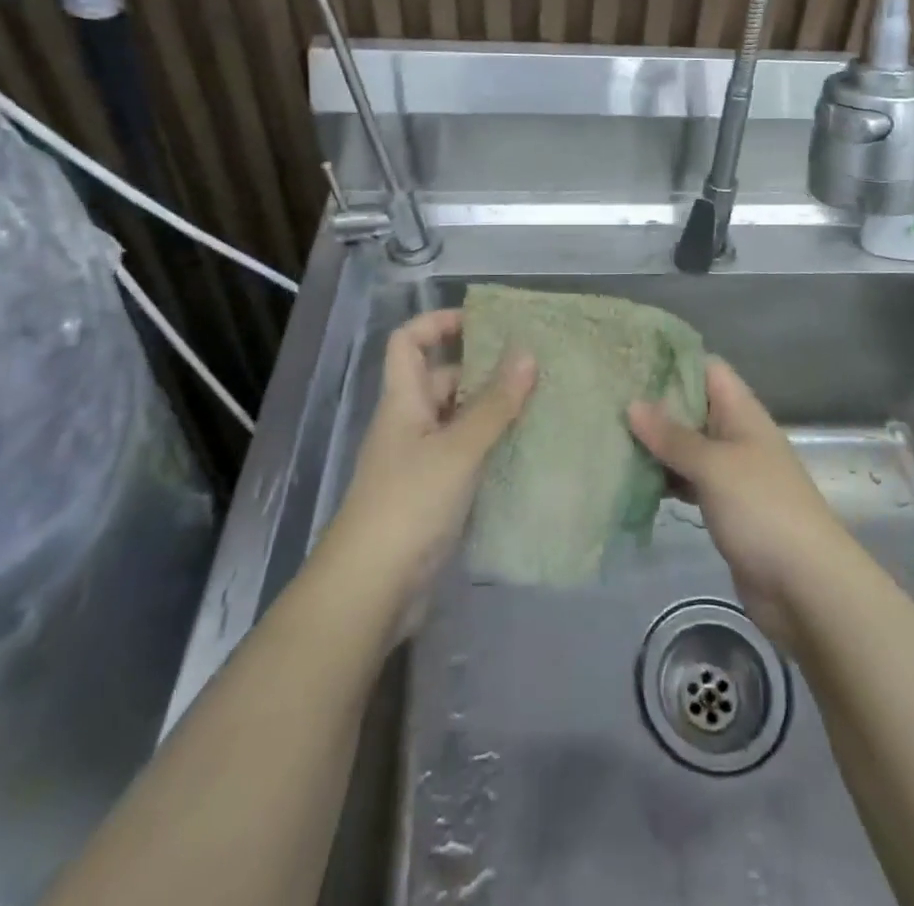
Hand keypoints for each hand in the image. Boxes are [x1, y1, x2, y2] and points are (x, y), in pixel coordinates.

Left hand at [324, 309, 535, 632]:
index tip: (483, 322)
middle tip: (534, 369)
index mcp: (403, 402)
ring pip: (459, 420)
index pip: (408, 343)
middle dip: (483, 371)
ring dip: (493, 412)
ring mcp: (420, 462)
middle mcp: (409, 425)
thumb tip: (527, 353)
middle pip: (442, 380)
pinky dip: (491, 448)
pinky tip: (527, 452)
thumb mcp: (457, 449)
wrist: (370, 591)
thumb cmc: (409, 505)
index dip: (438, 323)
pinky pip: (466, 456)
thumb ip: (494, 404)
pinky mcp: (433, 495)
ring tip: (542, 405)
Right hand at [629, 358, 863, 649]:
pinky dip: (665, 479)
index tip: (630, 360)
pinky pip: (689, 482)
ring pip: (688, 447)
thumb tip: (633, 404)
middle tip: (607, 399)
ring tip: (609, 435)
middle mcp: (737, 436)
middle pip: (694, 407)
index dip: (672, 361)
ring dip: (656, 445)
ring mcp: (732, 474)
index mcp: (743, 413)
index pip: (707, 369)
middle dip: (655, 405)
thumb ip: (673, 436)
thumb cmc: (762, 509)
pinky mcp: (725, 508)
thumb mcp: (714, 466)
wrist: (805, 585)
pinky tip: (632, 481)